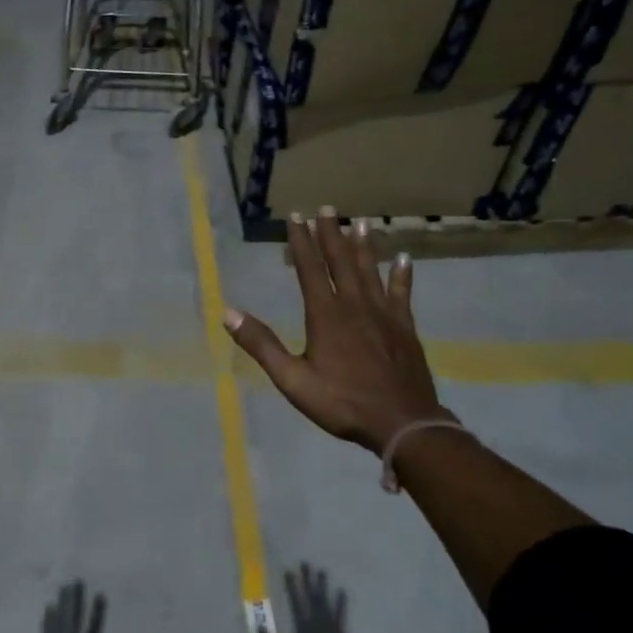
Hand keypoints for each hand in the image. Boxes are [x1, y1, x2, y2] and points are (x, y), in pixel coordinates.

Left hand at [35, 582, 125, 632]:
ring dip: (63, 603)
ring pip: (60, 619)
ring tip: (64, 587)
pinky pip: (47, 629)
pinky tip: (50, 606)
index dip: (97, 611)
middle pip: (75, 618)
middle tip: (78, 581)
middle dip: (77, 599)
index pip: (94, 628)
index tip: (100, 594)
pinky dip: (49, 617)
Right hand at [225, 209, 450, 457]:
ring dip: (363, 246)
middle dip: (331, 234)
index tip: (295, 217)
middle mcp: (354, 305)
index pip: (310, 269)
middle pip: (341, 261)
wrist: (403, 423)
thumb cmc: (342, 403)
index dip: (301, 241)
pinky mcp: (404, 327)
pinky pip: (402, 293)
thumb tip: (228, 314)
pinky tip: (404, 259)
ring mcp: (383, 314)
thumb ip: (262, 345)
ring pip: (371, 271)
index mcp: (325, 315)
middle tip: (326, 209)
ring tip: (359, 222)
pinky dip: (402, 275)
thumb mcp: (293, 380)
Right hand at [277, 565, 358, 632]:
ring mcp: (331, 630)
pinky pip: (340, 615)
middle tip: (305, 563)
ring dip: (323, 587)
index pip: (296, 603)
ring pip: (325, 602)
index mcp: (303, 631)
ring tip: (322, 571)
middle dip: (307, 580)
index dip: (292, 586)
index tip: (288, 571)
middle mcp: (318, 626)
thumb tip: (259, 628)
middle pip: (311, 598)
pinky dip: (341, 603)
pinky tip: (341, 591)